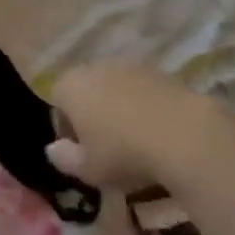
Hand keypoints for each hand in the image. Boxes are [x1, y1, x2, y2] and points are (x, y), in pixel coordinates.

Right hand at [46, 63, 201, 189]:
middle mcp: (93, 68)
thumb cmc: (123, 153)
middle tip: (107, 147)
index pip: (57, 103)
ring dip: (118, 108)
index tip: (82, 154)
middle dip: (92, 115)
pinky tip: (157, 131)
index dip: (67, 129)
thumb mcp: (88, 169)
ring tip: (135, 140)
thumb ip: (65, 159)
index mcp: (70, 87)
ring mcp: (127, 65)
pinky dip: (143, 105)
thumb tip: (53, 149)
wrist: (181, 134)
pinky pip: (141, 90)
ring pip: (113, 88)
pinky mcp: (157, 70)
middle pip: (85, 91)